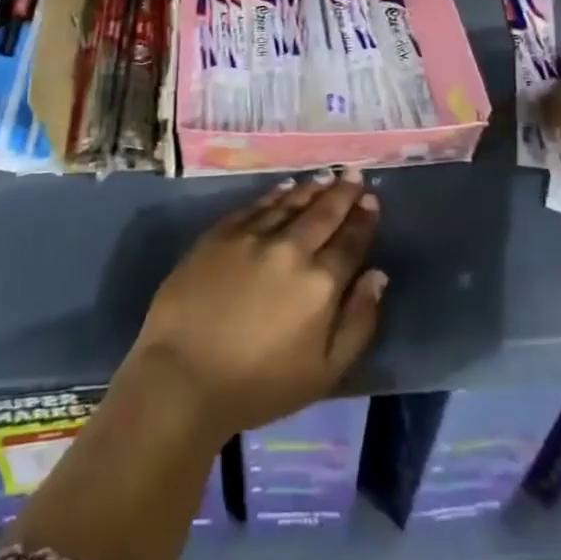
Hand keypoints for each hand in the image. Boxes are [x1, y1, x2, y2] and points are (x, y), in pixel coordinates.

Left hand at [126, 171, 384, 440]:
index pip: (350, 242)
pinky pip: (256, 205)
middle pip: (324, 213)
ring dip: (312, 188)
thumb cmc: (259, 386)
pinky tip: (285, 187)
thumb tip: (377, 276)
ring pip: (291, 203)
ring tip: (327, 176)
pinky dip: (276, 194)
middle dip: (343, 192)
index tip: (371, 200)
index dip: (363, 219)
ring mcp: (253, 236)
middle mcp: (291, 249)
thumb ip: (358, 322)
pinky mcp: (221, 233)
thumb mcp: (325, 372)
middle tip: (355, 174)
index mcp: (320, 284)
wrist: (183, 376)